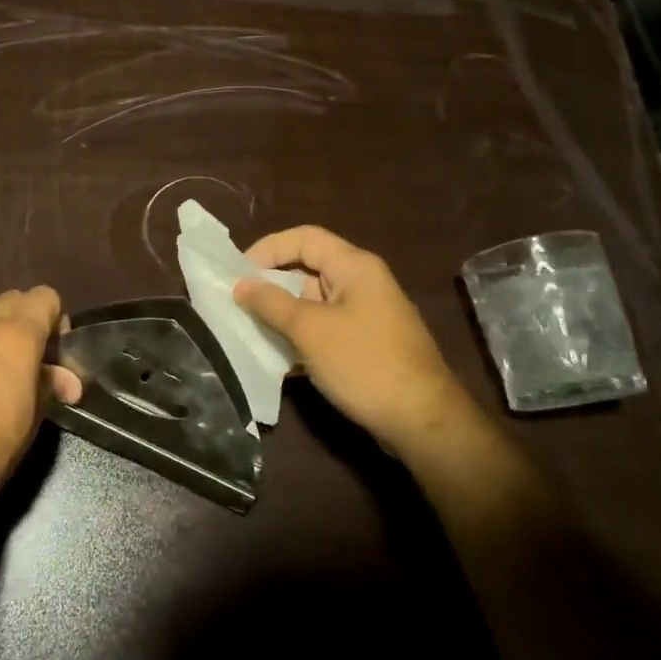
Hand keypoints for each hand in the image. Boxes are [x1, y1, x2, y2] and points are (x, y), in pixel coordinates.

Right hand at [234, 226, 477, 460]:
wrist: (422, 421)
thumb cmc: (364, 363)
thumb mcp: (310, 330)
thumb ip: (271, 303)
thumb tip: (240, 284)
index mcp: (355, 266)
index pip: (304, 238)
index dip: (268, 248)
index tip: (238, 272)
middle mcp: (363, 283)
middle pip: (308, 269)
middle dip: (271, 285)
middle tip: (238, 304)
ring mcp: (367, 316)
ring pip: (314, 303)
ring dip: (282, 316)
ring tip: (250, 333)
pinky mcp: (366, 345)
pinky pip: (325, 330)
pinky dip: (301, 339)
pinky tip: (278, 361)